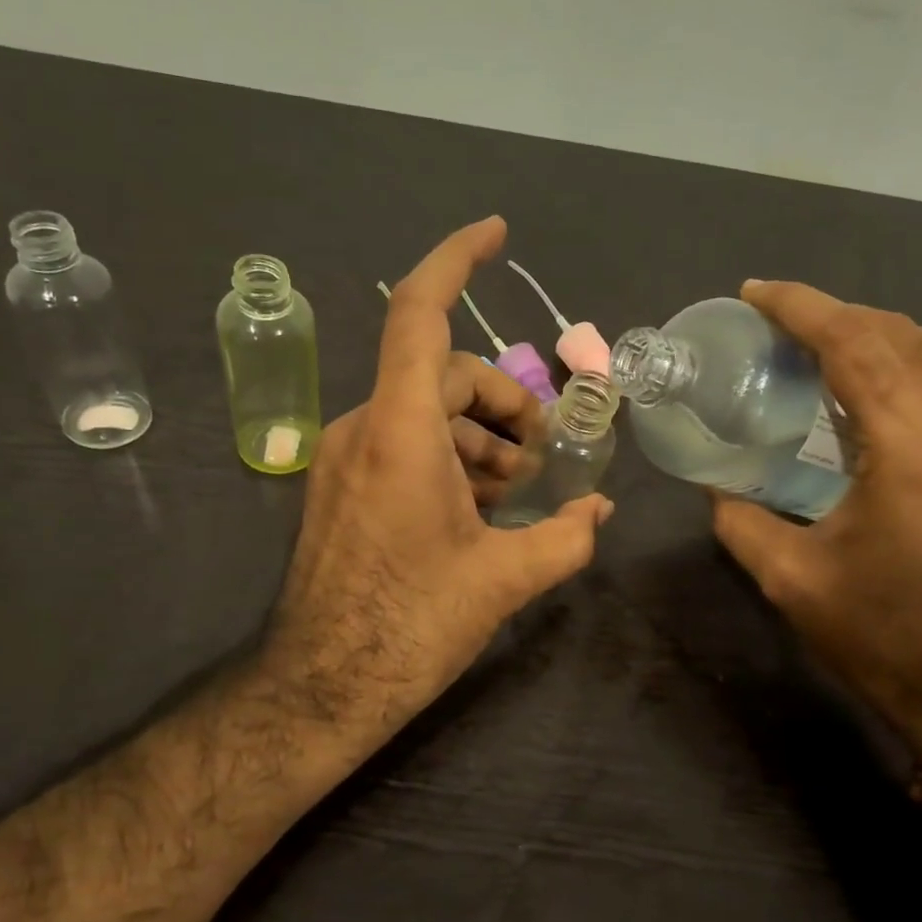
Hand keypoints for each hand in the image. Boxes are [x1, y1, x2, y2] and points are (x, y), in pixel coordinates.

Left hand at [263, 217, 613, 746]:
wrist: (320, 686)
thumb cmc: (410, 627)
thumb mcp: (503, 580)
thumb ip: (564, 537)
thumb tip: (601, 511)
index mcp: (400, 433)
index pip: (419, 315)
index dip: (456, 261)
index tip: (496, 234)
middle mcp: (364, 429)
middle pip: (445, 374)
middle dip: (505, 404)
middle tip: (545, 457)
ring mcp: (344, 458)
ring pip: (425, 412)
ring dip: (480, 436)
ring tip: (517, 491)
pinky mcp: (338, 487)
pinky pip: (401, 444)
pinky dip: (447, 457)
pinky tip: (477, 506)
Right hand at [711, 282, 921, 766]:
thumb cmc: (877, 633)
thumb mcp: (788, 578)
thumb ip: (739, 519)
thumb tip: (716, 484)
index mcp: (908, 450)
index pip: (855, 345)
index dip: (802, 308)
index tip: (757, 293)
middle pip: (900, 335)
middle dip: (835, 315)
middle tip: (780, 325)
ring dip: (881, 334)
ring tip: (830, 346)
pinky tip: (891, 386)